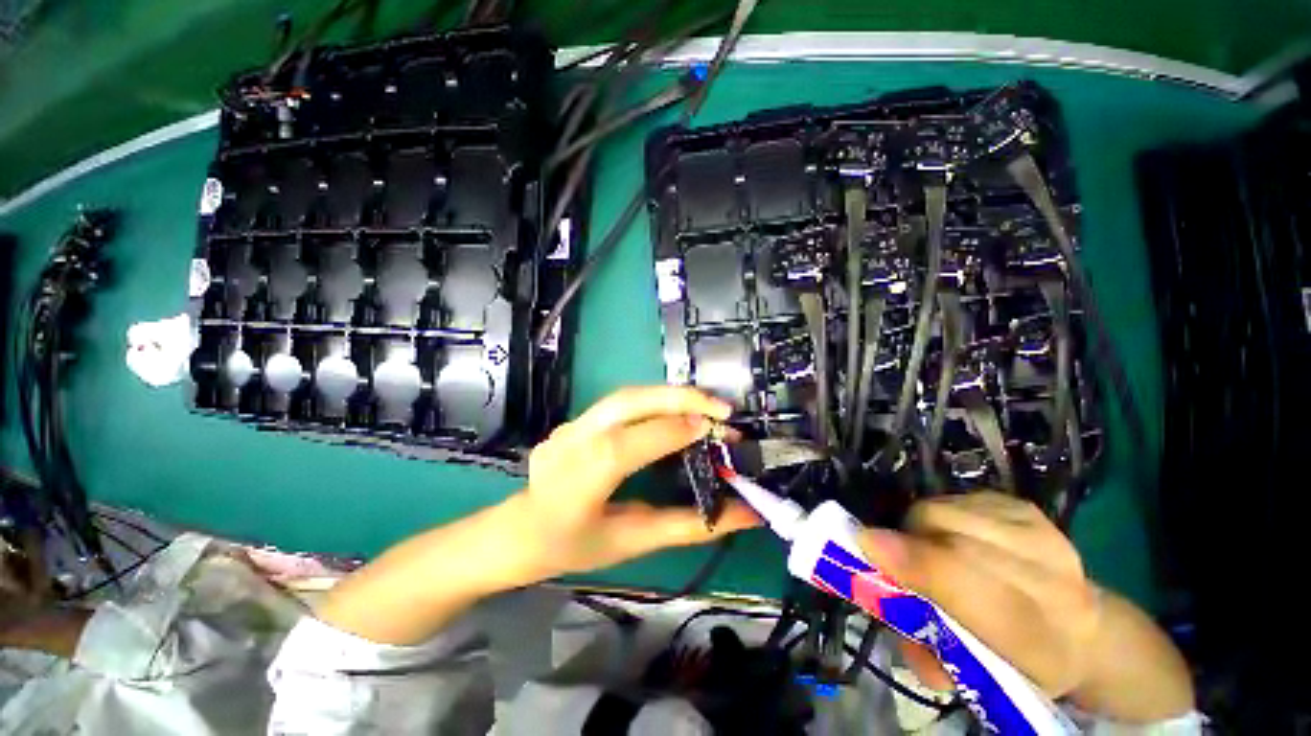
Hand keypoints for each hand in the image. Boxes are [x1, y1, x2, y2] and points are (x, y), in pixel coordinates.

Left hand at [514, 386, 759, 577]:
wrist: (518, 533)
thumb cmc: (573, 548)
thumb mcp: (633, 542)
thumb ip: (689, 526)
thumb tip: (744, 515)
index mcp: (581, 478)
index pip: (634, 442)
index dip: (677, 430)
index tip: (718, 429)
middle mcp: (572, 440)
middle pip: (629, 401)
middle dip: (680, 398)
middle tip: (721, 407)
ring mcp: (569, 425)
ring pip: (625, 395)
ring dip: (669, 395)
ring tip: (704, 405)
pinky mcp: (573, 420)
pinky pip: (618, 403)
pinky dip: (653, 401)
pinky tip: (673, 411)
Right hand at [858, 492, 1193, 722]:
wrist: (1083, 631)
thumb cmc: (1018, 664)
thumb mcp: (974, 680)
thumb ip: (923, 651)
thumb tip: (876, 597)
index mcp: (1042, 639)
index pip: (976, 593)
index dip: (917, 564)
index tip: (865, 544)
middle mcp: (1051, 575)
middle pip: (951, 534)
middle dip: (908, 541)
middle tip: (892, 560)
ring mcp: (1039, 531)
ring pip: (945, 509)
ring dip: (920, 528)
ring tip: (927, 552)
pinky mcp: (1023, 507)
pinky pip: (954, 499)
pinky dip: (939, 517)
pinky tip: (953, 538)